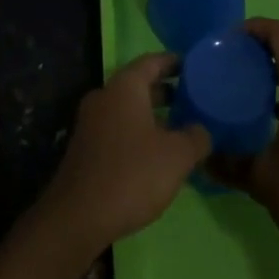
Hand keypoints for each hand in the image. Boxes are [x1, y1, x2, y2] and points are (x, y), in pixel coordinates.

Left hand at [40, 53, 210, 256]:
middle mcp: (105, 96)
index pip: (152, 61)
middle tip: (193, 99)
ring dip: (153, 115)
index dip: (174, 62)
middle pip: (139, 85)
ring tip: (180, 129)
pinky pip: (118, 129)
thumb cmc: (132, 174)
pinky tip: (156, 155)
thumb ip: (196, 137)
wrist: (77, 217)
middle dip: (166, 91)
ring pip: (128, 109)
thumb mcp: (177, 156)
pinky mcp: (86, 148)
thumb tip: (201, 130)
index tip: (193, 66)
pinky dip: (138, 133)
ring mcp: (91, 123)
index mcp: (124, 87)